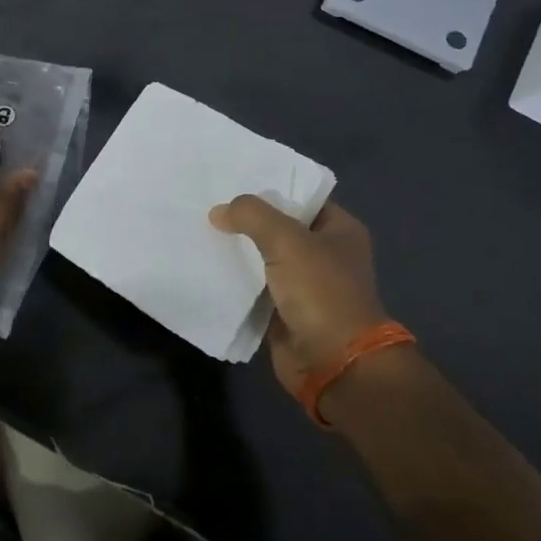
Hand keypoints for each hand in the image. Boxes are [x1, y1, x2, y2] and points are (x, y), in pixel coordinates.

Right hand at [209, 196, 387, 402]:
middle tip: (209, 201)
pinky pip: (254, 284)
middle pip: (279, 225)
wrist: (333, 362)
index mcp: (340, 230)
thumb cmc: (321, 292)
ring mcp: (304, 283)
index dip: (271, 186)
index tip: (233, 177)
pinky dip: (235, 277)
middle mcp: (324, 253)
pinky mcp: (284, 308)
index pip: (302, 196)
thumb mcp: (287, 240)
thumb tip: (219, 212)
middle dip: (247, 218)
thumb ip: (252, 216)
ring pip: (263, 255)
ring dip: (238, 247)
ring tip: (200, 228)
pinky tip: (206, 262)